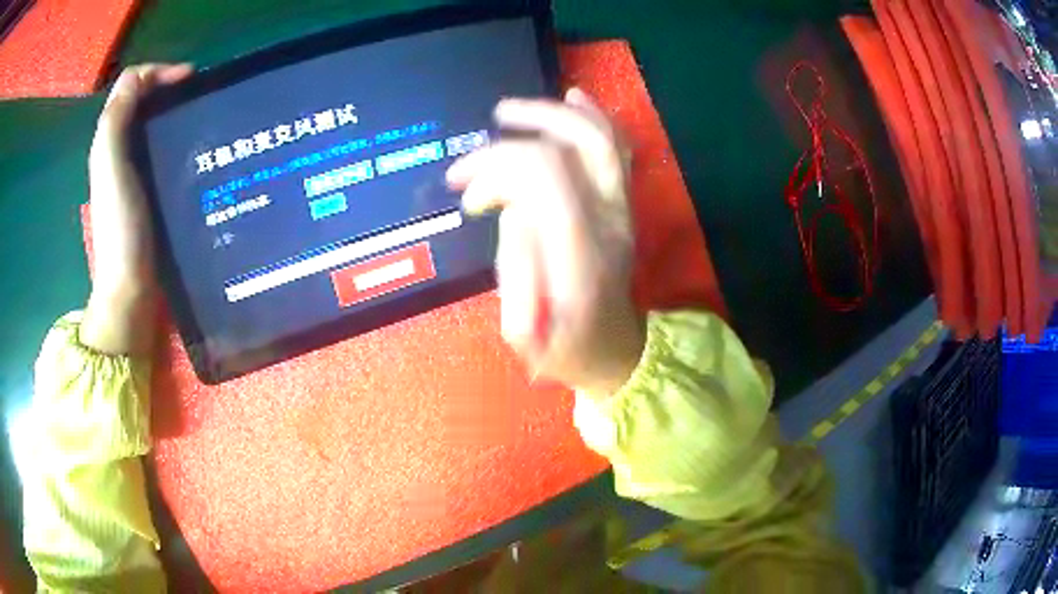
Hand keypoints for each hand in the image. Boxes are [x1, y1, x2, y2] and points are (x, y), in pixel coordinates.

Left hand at [81, 64, 192, 354]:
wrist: (129, 290)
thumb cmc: (121, 229)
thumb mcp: (111, 168)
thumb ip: (116, 120)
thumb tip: (138, 78)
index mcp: (109, 140)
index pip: (131, 83)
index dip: (158, 71)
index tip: (190, 79)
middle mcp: (119, 150)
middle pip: (142, 100)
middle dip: (169, 88)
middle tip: (198, 96)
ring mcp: (133, 173)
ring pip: (152, 124)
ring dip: (174, 112)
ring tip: (201, 118)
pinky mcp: (147, 192)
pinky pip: (159, 150)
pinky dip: (175, 139)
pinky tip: (193, 149)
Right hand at [446, 89, 644, 395]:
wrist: (614, 349)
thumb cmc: (565, 348)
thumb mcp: (526, 332)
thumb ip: (517, 268)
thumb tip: (509, 209)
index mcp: (581, 254)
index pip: (548, 175)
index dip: (500, 166)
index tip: (467, 192)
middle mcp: (608, 220)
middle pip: (574, 147)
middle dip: (518, 136)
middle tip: (476, 148)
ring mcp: (621, 208)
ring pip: (600, 139)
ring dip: (552, 114)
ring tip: (507, 112)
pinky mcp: (622, 204)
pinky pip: (617, 149)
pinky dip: (595, 117)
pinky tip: (572, 97)